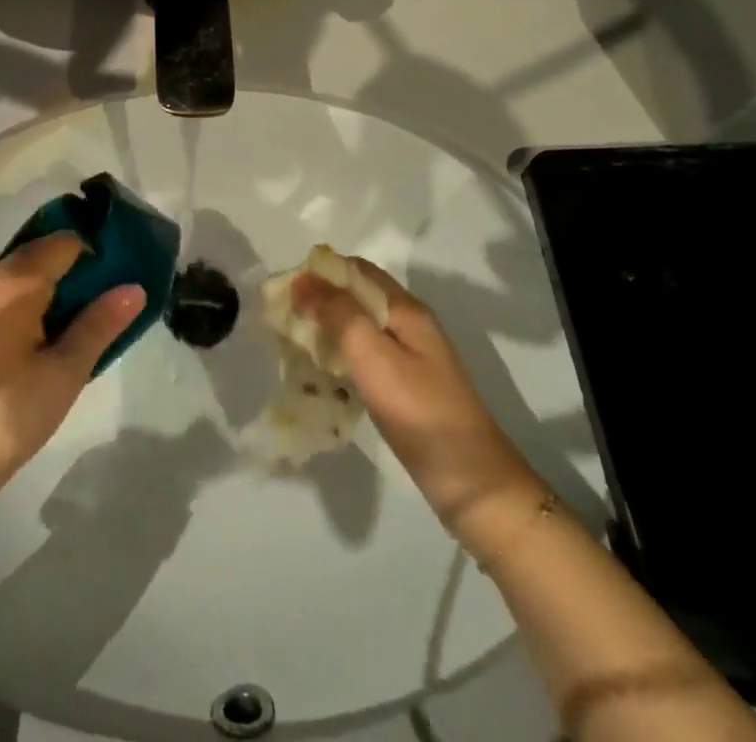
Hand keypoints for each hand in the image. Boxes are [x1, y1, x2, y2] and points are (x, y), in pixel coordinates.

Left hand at [0, 233, 143, 567]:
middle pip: (38, 253)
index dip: (96, 251)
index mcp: (12, 284)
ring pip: (17, 276)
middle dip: (75, 266)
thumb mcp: (63, 374)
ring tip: (83, 317)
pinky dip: (27, 303)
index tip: (122, 273)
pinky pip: (0, 298)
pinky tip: (44, 337)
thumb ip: (99, 325)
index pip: (63, 242)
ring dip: (51, 286)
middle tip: (109, 296)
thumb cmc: (4, 418)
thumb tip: (135, 287)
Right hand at [293, 259, 544, 534]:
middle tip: (283, 320)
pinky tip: (320, 377)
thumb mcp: (375, 358)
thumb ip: (339, 315)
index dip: (320, 272)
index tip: (286, 289)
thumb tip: (303, 279)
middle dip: (319, 302)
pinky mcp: (405, 388)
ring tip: (293, 346)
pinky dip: (339, 359)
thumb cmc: (421, 413)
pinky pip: (364, 359)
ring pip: (358, 329)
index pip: (357, 270)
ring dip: (326, 331)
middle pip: (356, 298)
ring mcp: (409, 358)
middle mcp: (408, 325)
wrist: (473, 485)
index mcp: (405, 310)